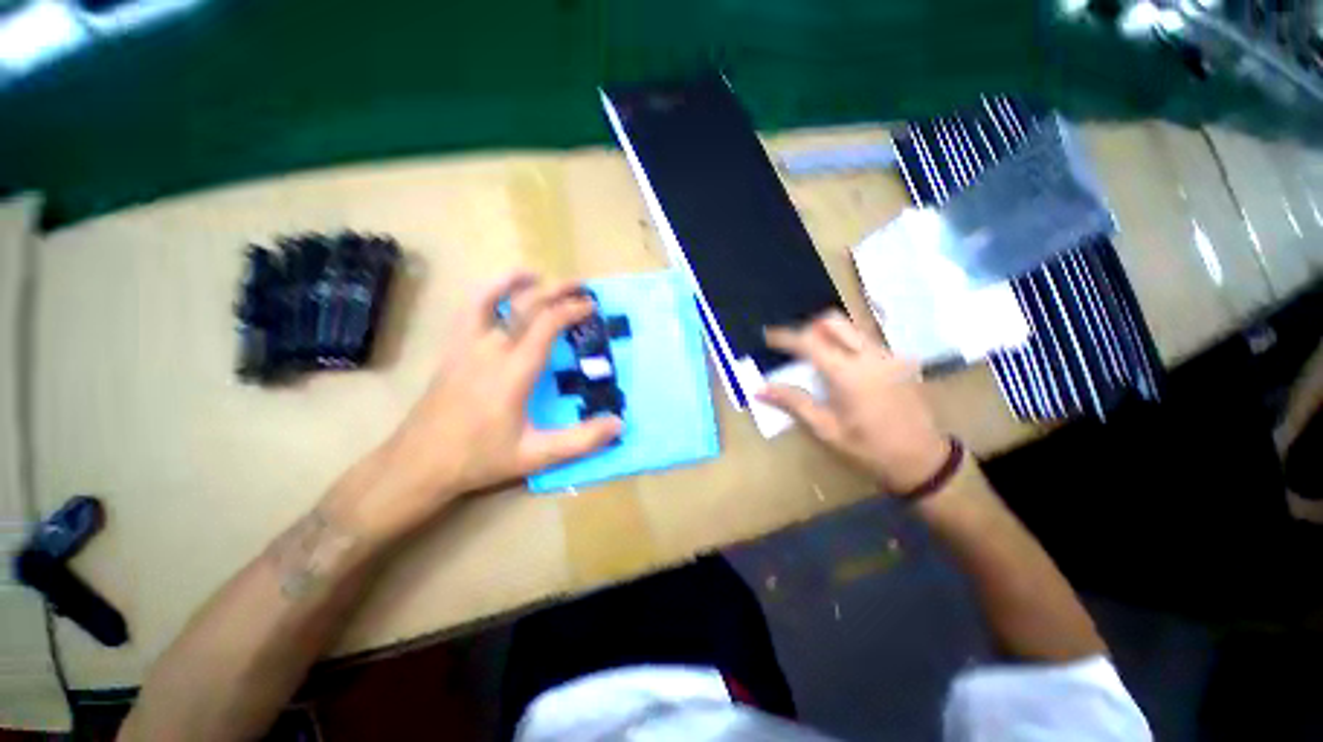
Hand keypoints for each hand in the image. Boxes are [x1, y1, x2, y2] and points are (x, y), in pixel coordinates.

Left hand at [323, 271, 622, 541]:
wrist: (418, 464)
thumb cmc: (479, 458)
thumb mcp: (535, 456)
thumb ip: (580, 440)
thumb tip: (618, 424)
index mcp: (513, 372)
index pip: (546, 325)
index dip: (571, 310)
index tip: (591, 306)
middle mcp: (489, 350)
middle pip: (524, 305)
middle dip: (555, 290)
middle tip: (579, 286)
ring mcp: (465, 347)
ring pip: (487, 298)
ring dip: (513, 281)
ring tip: (535, 275)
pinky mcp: (451, 351)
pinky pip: (468, 311)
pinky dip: (485, 294)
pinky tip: (496, 296)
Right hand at [760, 310, 949, 494]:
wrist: (922, 459)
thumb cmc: (868, 448)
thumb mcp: (826, 429)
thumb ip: (794, 402)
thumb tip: (760, 389)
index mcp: (848, 373)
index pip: (809, 342)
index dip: (785, 336)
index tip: (767, 335)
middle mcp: (870, 355)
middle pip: (833, 322)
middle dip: (809, 327)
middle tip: (794, 345)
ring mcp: (888, 355)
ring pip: (852, 327)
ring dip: (828, 333)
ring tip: (814, 352)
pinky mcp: (899, 360)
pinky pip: (867, 339)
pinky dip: (847, 342)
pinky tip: (841, 363)